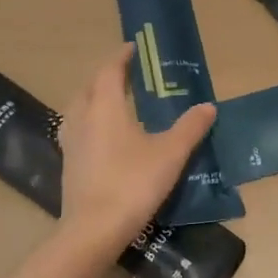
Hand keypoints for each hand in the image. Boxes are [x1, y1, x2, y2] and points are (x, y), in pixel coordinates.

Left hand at [56, 44, 216, 253]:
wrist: (93, 230)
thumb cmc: (132, 183)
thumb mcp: (170, 154)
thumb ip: (190, 128)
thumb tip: (208, 106)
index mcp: (105, 107)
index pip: (109, 71)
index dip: (120, 57)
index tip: (132, 48)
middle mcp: (82, 118)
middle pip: (89, 86)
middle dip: (105, 76)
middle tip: (125, 74)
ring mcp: (71, 143)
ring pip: (78, 108)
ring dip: (92, 98)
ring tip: (112, 101)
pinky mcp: (69, 165)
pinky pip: (76, 130)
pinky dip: (88, 122)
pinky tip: (102, 137)